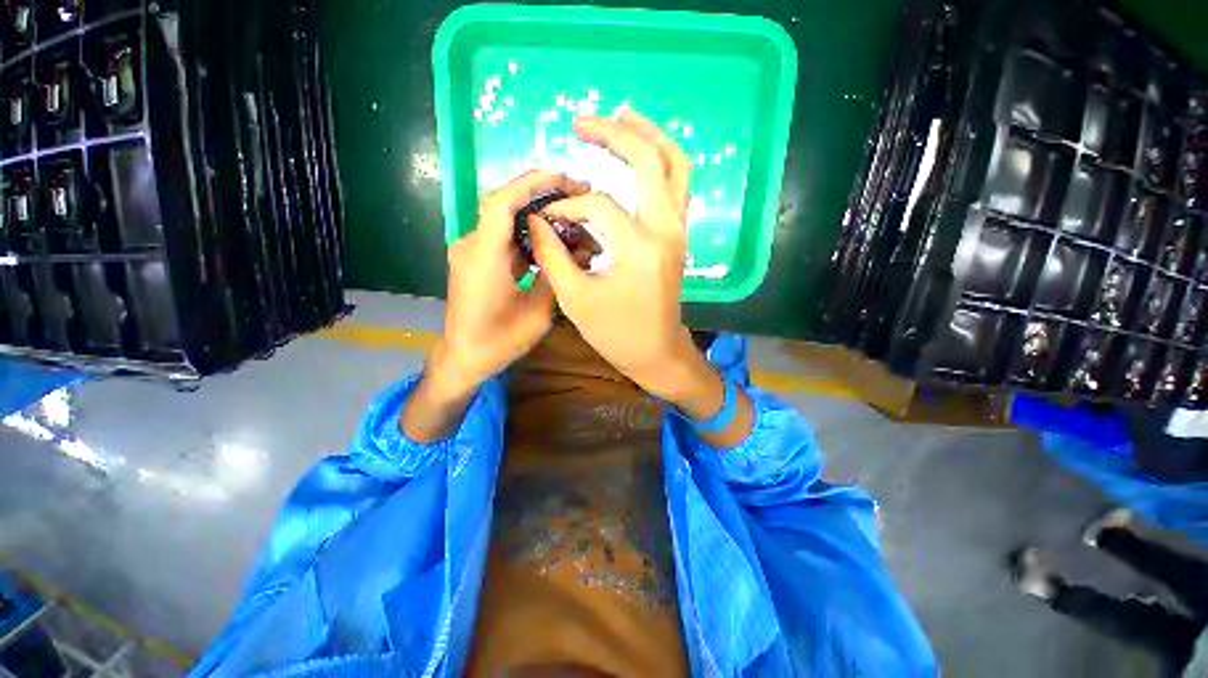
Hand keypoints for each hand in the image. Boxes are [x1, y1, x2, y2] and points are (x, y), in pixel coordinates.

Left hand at [405, 170, 585, 442]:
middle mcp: (471, 247)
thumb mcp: (537, 316)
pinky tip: (550, 237)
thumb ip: (554, 278)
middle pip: (504, 206)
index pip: (502, 203)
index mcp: (483, 259)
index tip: (562, 177)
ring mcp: (471, 252)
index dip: (531, 183)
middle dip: (540, 193)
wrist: (463, 358)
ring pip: (505, 220)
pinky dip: (527, 232)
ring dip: (535, 213)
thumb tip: (575, 253)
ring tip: (568, 213)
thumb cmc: (498, 342)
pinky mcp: (475, 260)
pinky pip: (502, 237)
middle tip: (575, 193)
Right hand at [529, 111, 709, 404]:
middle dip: (613, 134)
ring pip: (675, 164)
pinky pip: (678, 185)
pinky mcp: (679, 235)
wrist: (657, 352)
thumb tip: (538, 220)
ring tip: (619, 117)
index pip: (597, 205)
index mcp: (639, 247)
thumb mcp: (575, 299)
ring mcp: (679, 230)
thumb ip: (553, 254)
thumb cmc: (616, 333)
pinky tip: (640, 154)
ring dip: (648, 136)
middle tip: (582, 123)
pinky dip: (661, 160)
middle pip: (647, 160)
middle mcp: (666, 229)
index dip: (566, 207)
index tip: (548, 220)